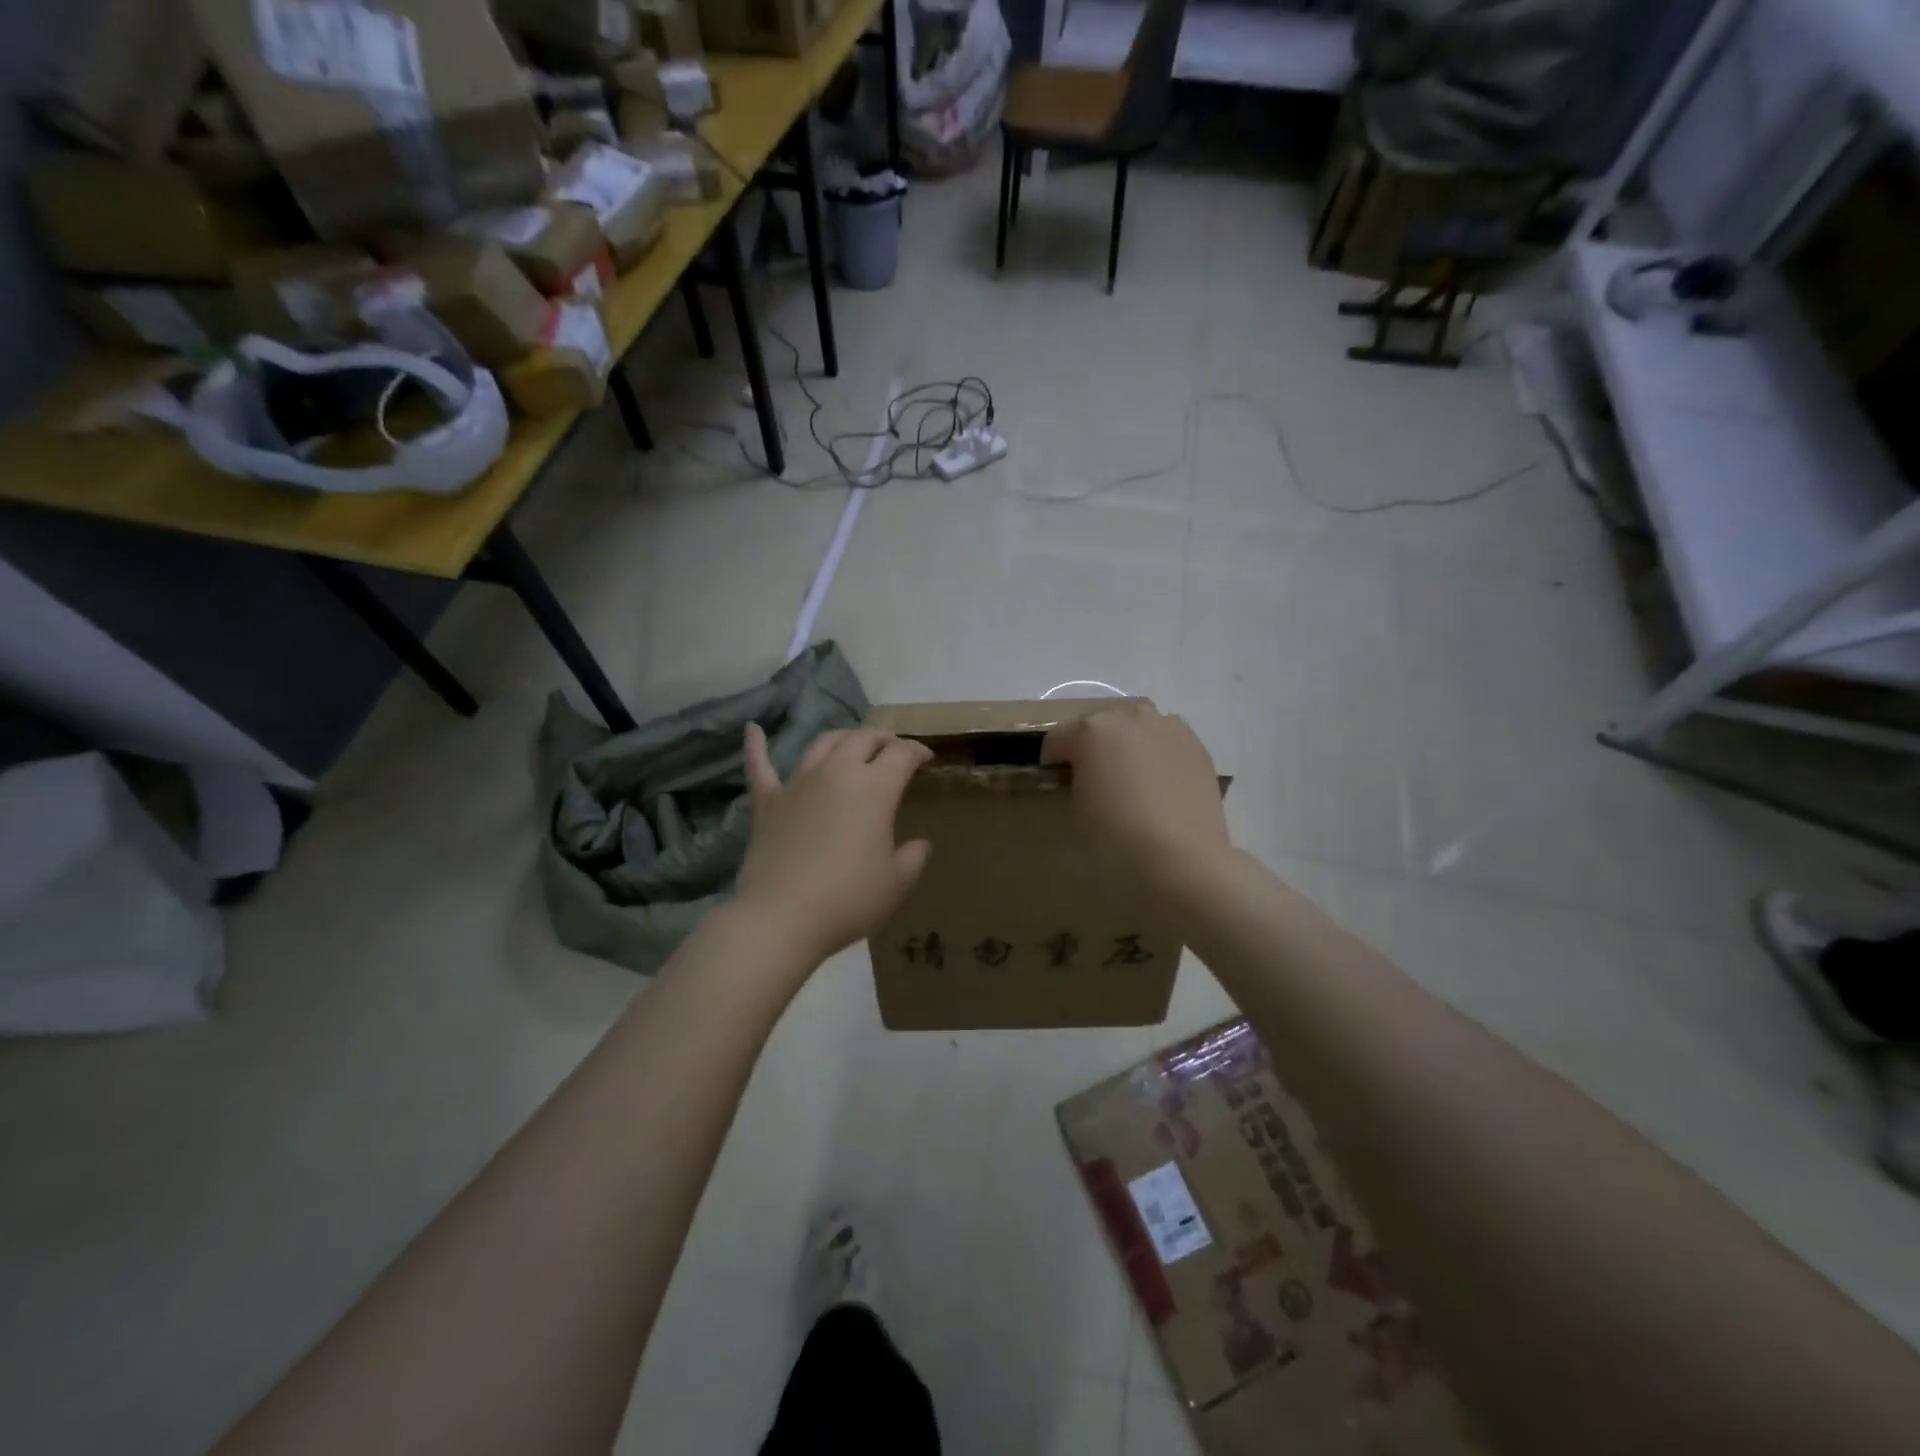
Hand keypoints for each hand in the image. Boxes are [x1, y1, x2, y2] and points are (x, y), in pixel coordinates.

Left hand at [736, 724, 932, 965]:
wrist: (782, 917)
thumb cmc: (848, 900)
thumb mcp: (895, 883)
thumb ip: (912, 858)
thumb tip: (921, 845)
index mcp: (875, 788)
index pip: (901, 755)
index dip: (917, 751)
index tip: (926, 758)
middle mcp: (837, 773)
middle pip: (863, 739)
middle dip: (883, 738)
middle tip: (893, 748)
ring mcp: (798, 783)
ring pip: (822, 744)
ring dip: (842, 738)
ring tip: (851, 742)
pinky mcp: (768, 801)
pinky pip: (760, 765)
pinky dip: (757, 745)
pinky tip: (753, 729)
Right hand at [1041, 703, 1229, 888]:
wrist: (1181, 858)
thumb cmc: (1116, 837)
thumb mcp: (1077, 810)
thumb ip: (1074, 783)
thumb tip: (1084, 779)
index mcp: (1090, 730)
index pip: (1056, 739)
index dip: (1051, 763)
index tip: (1056, 785)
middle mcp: (1128, 717)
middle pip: (1098, 724)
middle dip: (1091, 746)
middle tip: (1094, 780)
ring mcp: (1167, 727)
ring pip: (1136, 725)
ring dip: (1127, 742)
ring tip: (1131, 777)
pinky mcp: (1196, 744)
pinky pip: (1166, 739)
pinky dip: (1157, 753)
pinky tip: (1160, 783)